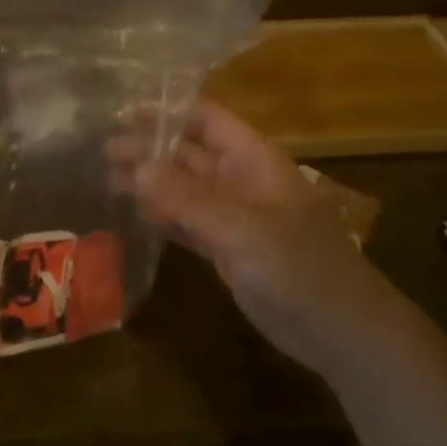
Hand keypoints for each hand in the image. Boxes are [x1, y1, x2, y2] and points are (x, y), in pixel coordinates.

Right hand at [110, 99, 395, 373]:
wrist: (342, 334)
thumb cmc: (300, 268)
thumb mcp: (241, 228)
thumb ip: (187, 198)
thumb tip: (136, 166)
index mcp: (253, 160)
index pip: (206, 119)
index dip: (168, 112)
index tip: (124, 113)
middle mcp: (240, 180)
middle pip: (188, 153)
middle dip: (149, 148)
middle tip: (104, 150)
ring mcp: (234, 216)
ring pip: (184, 188)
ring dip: (150, 182)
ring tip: (108, 178)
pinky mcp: (227, 249)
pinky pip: (187, 221)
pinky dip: (162, 214)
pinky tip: (135, 212)